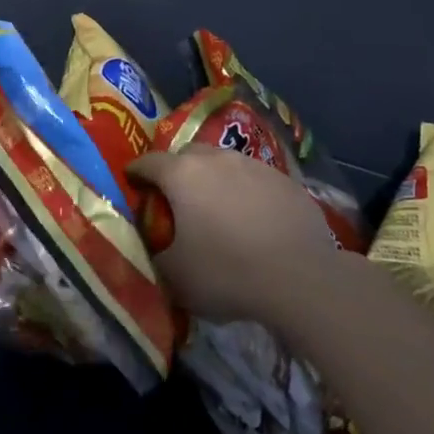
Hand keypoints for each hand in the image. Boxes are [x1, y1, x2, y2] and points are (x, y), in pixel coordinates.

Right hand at [125, 146, 340, 324]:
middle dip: (177, 170)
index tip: (132, 181)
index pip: (148, 162)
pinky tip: (254, 218)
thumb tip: (154, 243)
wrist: (302, 278)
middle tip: (176, 196)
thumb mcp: (176, 276)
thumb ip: (156, 253)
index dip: (136, 171)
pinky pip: (256, 179)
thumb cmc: (228, 273)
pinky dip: (247, 192)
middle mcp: (216, 159)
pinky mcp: (285, 180)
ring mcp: (254, 166)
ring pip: (224, 163)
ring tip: (218, 207)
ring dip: (215, 178)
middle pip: (187, 154)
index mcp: (182, 175)